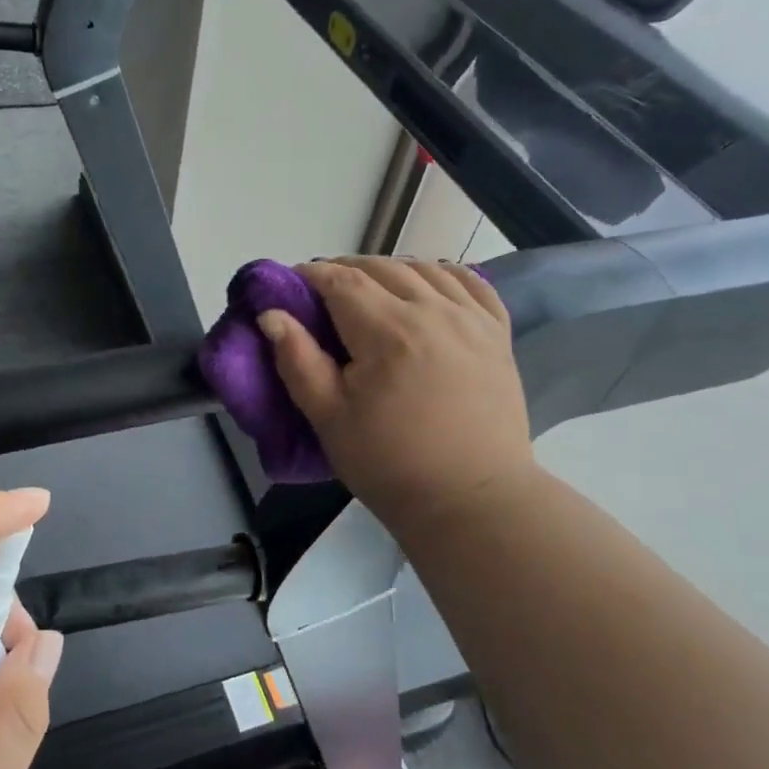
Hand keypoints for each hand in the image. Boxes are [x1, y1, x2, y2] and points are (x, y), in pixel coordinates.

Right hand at [258, 258, 535, 535]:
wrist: (470, 500)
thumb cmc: (390, 463)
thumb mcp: (328, 417)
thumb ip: (297, 360)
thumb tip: (271, 314)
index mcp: (388, 331)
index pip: (342, 281)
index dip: (311, 275)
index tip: (290, 283)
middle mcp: (433, 311)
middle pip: (382, 268)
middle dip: (345, 270)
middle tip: (322, 292)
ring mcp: (472, 319)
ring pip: (425, 269)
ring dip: (390, 270)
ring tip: (369, 290)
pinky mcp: (497, 334)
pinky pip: (472, 283)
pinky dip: (442, 274)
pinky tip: (427, 286)